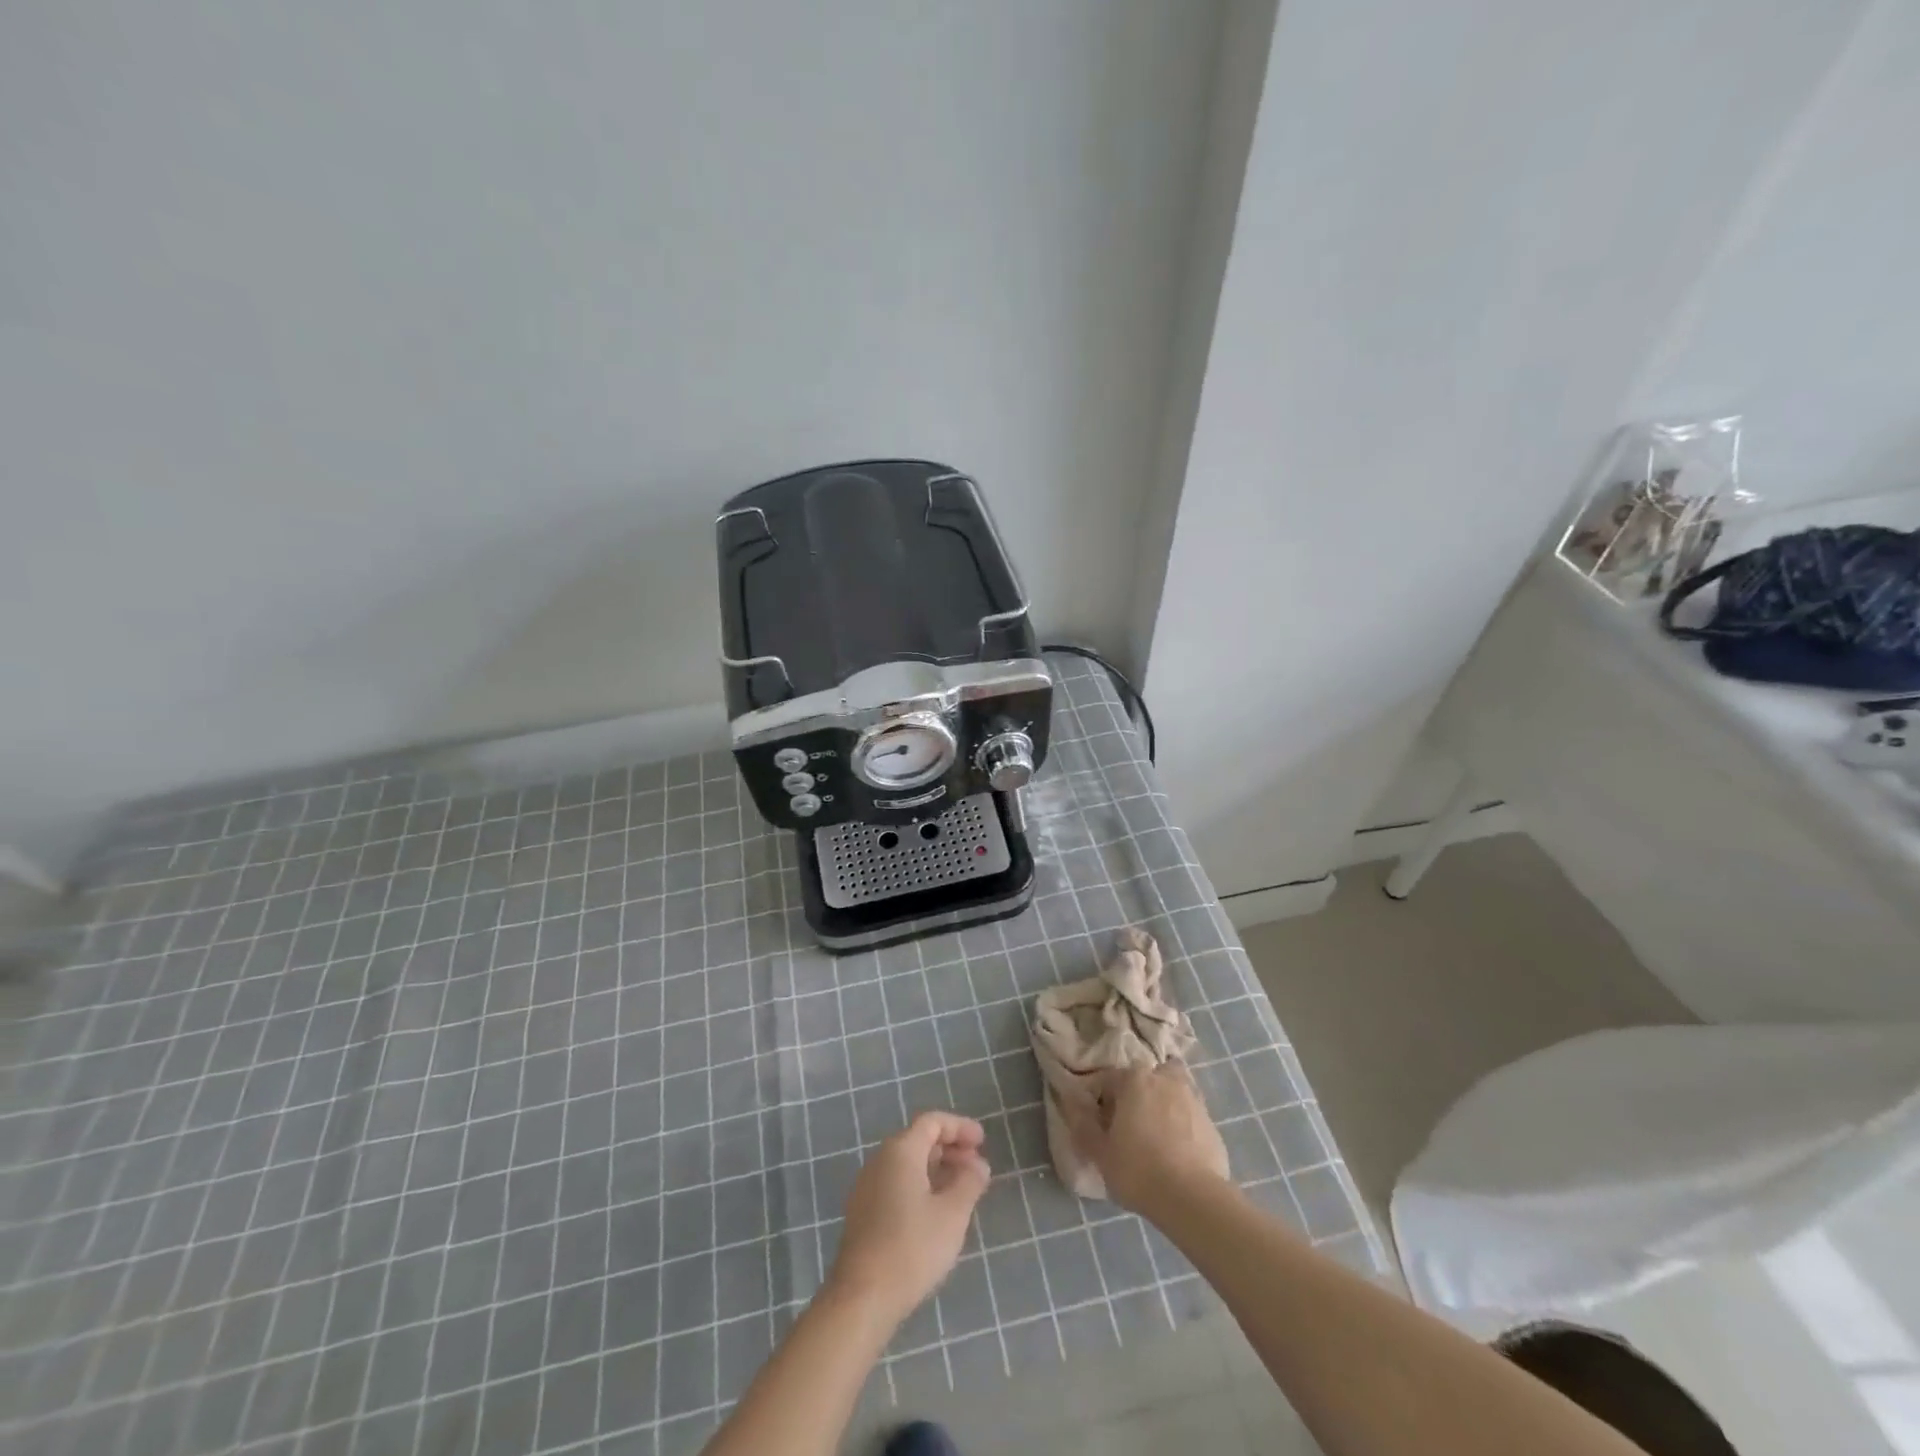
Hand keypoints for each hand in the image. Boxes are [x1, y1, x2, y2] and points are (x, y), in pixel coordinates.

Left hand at [827, 1111, 991, 1325]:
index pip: (932, 1122)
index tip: (983, 1141)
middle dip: (950, 1148)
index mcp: (900, 1150)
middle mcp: (880, 1159)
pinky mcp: (863, 1212)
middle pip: (919, 1140)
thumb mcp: (952, 1213)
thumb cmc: (912, 1247)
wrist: (862, 1297)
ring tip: (961, 1189)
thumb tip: (978, 1164)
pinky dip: (920, 1185)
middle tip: (976, 1166)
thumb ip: (969, 1182)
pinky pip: (897, 1183)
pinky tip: (936, 1210)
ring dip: (936, 1168)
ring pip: (907, 1163)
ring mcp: (867, 1186)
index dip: (960, 1127)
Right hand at [1066, 1063, 1230, 1216]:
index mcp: (1134, 1078)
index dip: (1101, 1103)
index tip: (1101, 1128)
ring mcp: (1193, 1099)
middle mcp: (1165, 1079)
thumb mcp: (1099, 1152)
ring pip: (1172, 1095)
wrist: (1193, 1199)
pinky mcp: (1212, 1124)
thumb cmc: (1138, 1170)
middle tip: (1131, 1127)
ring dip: (1163, 1108)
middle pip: (1145, 1080)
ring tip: (1156, 1140)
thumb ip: (1083, 1124)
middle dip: (1137, 1096)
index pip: (1109, 1080)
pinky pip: (1190, 1119)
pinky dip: (1183, 1129)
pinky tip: (1178, 1156)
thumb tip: (1072, 1102)